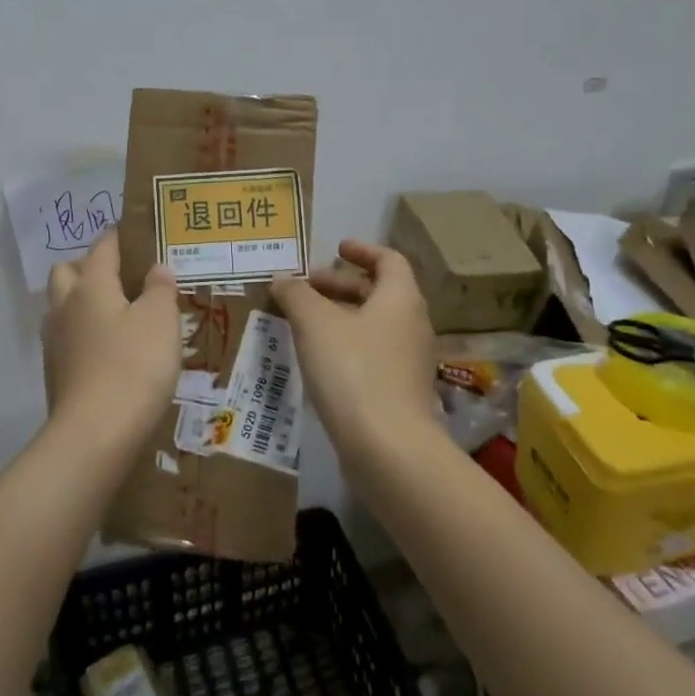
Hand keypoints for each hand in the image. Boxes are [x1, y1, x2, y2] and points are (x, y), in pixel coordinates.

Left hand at [42, 229, 179, 446]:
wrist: (94, 435)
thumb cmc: (134, 366)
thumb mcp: (161, 320)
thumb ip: (160, 288)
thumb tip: (156, 268)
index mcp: (91, 284)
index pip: (103, 246)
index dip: (121, 235)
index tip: (139, 232)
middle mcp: (65, 305)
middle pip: (69, 271)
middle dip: (91, 266)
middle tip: (124, 277)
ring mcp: (55, 340)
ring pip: (64, 305)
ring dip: (84, 301)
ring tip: (118, 314)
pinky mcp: (55, 371)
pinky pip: (68, 337)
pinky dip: (85, 334)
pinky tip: (109, 350)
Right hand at [272, 240, 437, 451]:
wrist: (388, 447)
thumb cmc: (353, 370)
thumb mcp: (315, 323)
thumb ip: (296, 295)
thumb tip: (282, 279)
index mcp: (400, 298)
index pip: (388, 260)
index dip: (362, 250)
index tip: (336, 248)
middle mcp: (412, 324)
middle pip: (379, 292)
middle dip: (341, 285)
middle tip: (306, 287)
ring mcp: (409, 361)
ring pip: (374, 325)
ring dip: (341, 317)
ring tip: (304, 322)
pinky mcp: (401, 392)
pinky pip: (373, 354)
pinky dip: (347, 345)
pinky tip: (319, 360)